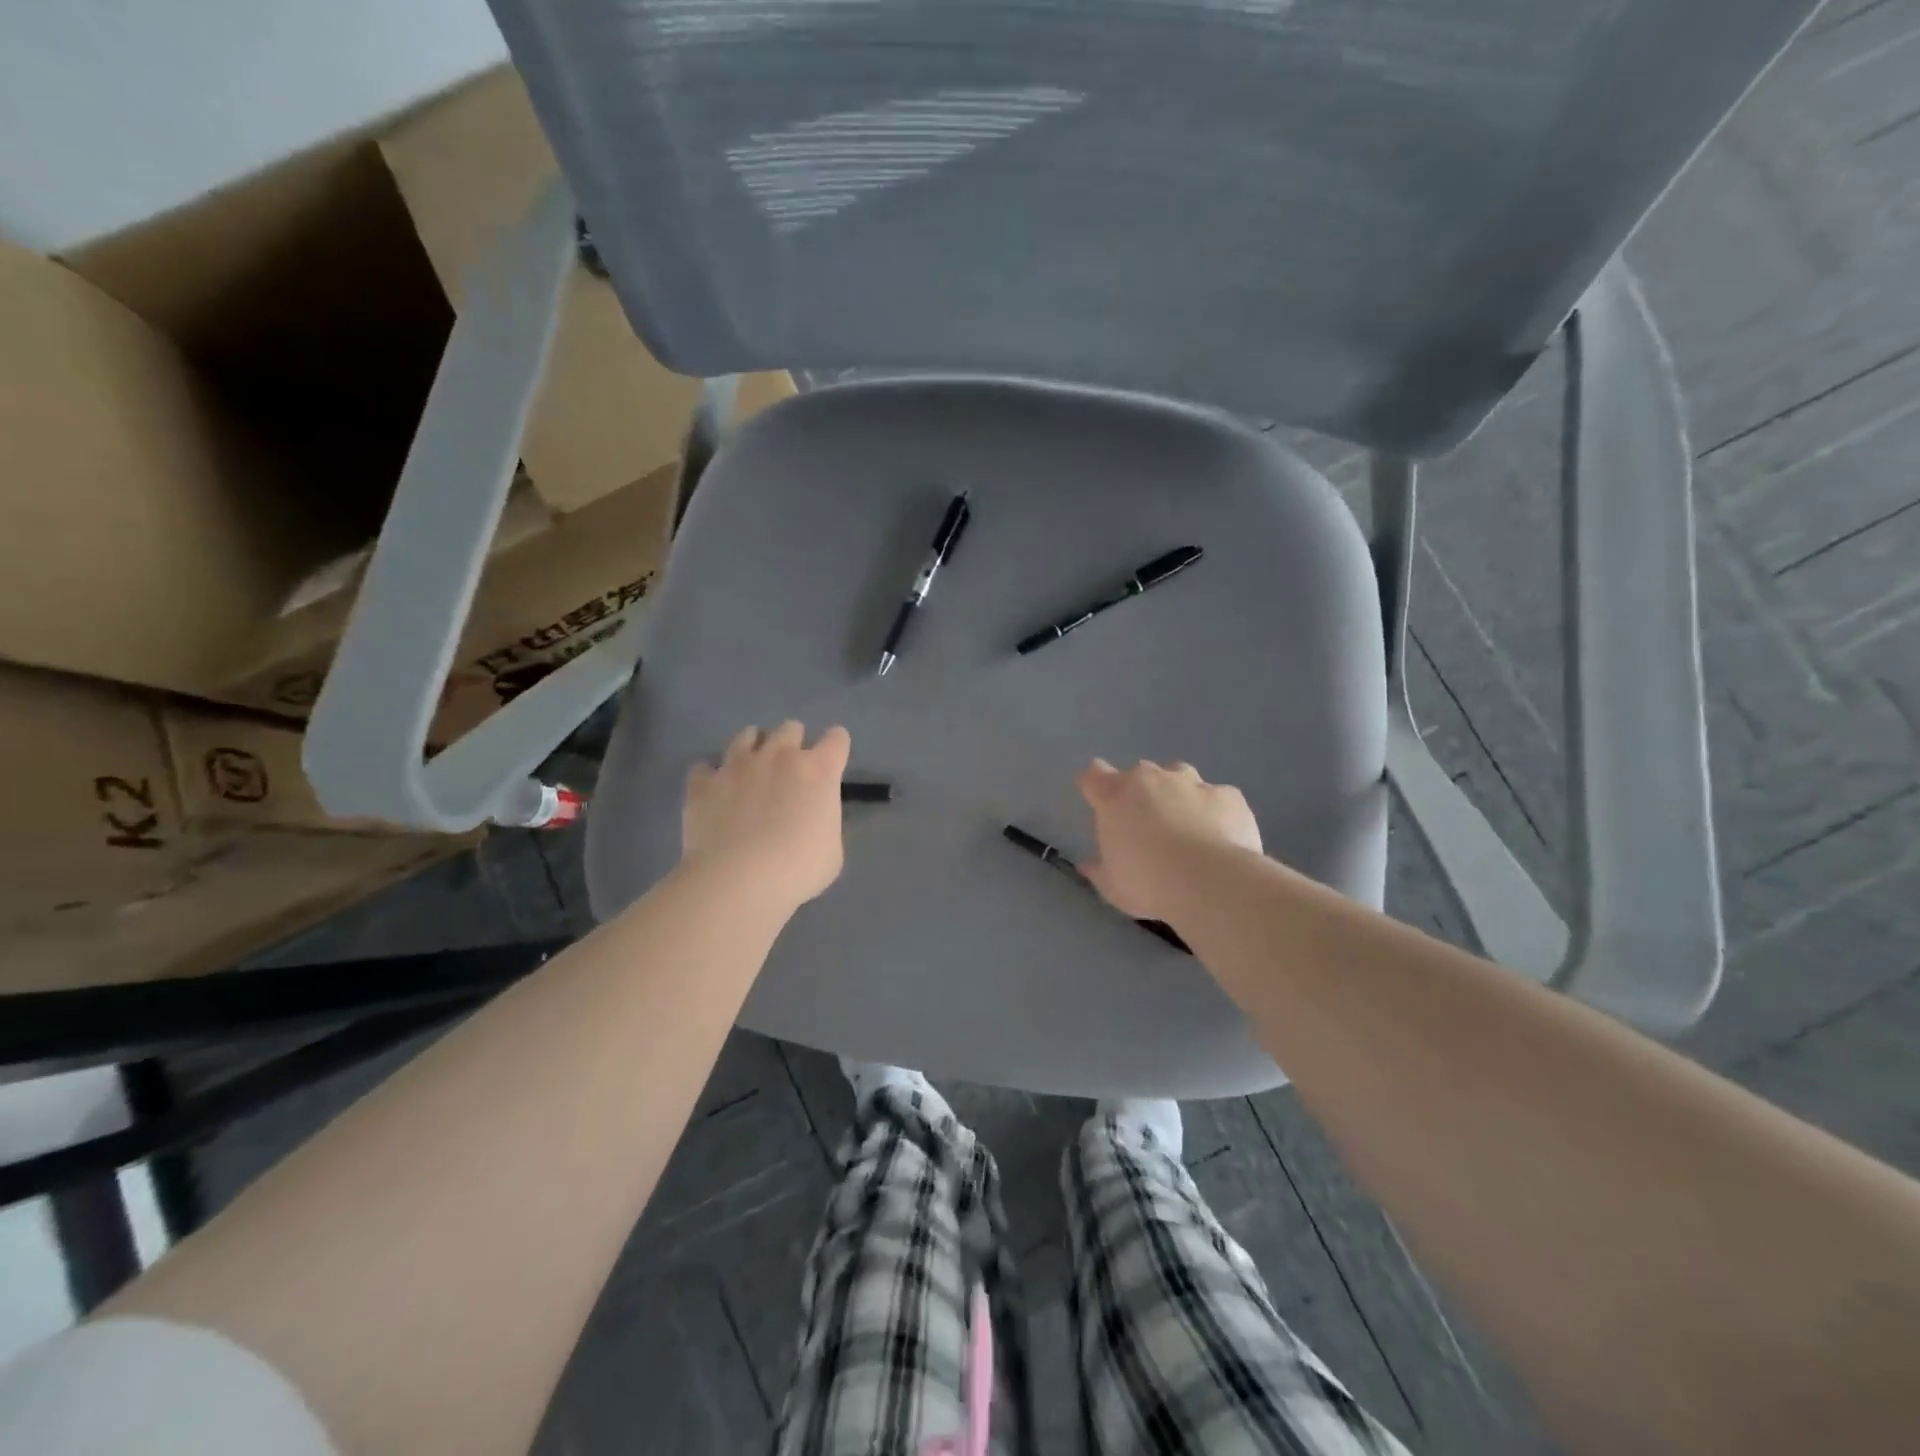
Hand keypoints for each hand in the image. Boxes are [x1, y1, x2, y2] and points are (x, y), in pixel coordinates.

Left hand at [682, 721, 850, 909]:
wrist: (738, 880)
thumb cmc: (798, 870)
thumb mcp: (832, 850)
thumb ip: (824, 821)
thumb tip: (811, 819)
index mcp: (819, 771)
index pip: (836, 739)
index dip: (835, 748)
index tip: (832, 762)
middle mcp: (779, 756)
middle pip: (791, 728)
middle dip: (793, 744)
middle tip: (790, 770)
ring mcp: (737, 765)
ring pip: (747, 735)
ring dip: (753, 748)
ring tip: (751, 770)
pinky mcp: (703, 783)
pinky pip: (705, 768)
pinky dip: (710, 777)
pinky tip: (714, 792)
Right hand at [1077, 758, 1261, 921]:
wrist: (1210, 881)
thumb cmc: (1147, 882)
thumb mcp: (1112, 886)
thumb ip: (1099, 870)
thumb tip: (1089, 865)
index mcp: (1115, 796)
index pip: (1094, 774)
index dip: (1095, 783)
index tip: (1099, 799)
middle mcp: (1151, 779)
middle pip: (1140, 773)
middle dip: (1142, 793)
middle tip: (1147, 825)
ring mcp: (1192, 783)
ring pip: (1180, 775)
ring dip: (1178, 793)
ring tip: (1186, 824)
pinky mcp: (1228, 795)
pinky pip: (1217, 797)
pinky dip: (1215, 811)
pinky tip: (1220, 837)